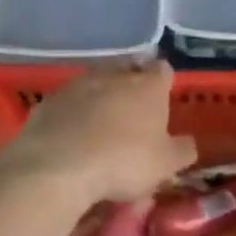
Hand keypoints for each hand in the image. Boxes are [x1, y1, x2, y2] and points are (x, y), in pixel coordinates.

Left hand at [4, 61, 196, 204]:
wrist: (59, 166)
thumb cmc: (124, 161)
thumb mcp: (165, 165)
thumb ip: (181, 150)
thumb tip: (187, 143)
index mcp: (148, 86)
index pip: (162, 70)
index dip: (163, 82)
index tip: (162, 98)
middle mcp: (113, 76)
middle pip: (126, 70)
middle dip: (130, 84)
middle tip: (132, 110)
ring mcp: (77, 85)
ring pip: (95, 83)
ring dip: (99, 97)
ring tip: (100, 124)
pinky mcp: (49, 101)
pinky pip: (68, 102)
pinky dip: (73, 113)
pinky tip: (72, 135)